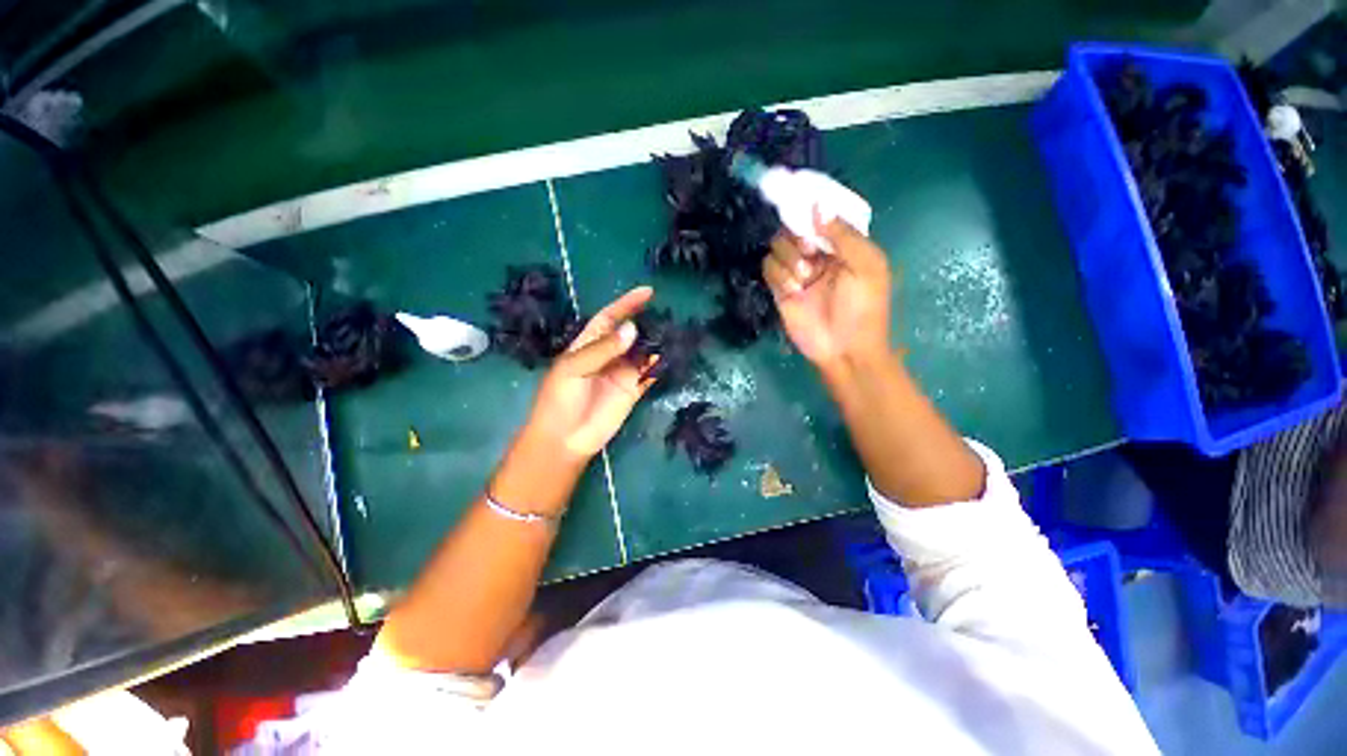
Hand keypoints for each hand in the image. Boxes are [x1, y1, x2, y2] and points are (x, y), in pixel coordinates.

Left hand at [521, 286, 656, 460]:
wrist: (564, 439)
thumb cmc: (560, 399)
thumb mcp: (574, 368)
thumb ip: (603, 349)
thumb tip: (632, 329)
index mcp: (588, 345)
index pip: (609, 318)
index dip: (626, 304)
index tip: (647, 292)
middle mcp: (608, 356)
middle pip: (629, 334)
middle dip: (646, 323)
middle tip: (668, 314)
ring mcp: (622, 373)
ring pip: (643, 353)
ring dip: (657, 343)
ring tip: (675, 331)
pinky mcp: (633, 390)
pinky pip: (649, 374)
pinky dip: (660, 365)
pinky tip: (673, 356)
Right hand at [762, 214, 892, 368]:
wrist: (844, 349)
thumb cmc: (863, 307)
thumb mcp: (866, 266)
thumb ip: (844, 235)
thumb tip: (817, 206)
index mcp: (842, 245)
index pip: (819, 217)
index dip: (810, 212)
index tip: (804, 212)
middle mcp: (817, 255)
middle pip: (793, 229)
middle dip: (798, 239)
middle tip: (810, 255)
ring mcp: (797, 272)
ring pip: (777, 247)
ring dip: (788, 259)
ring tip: (804, 279)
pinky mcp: (781, 289)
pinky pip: (768, 268)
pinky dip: (778, 275)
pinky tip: (793, 289)